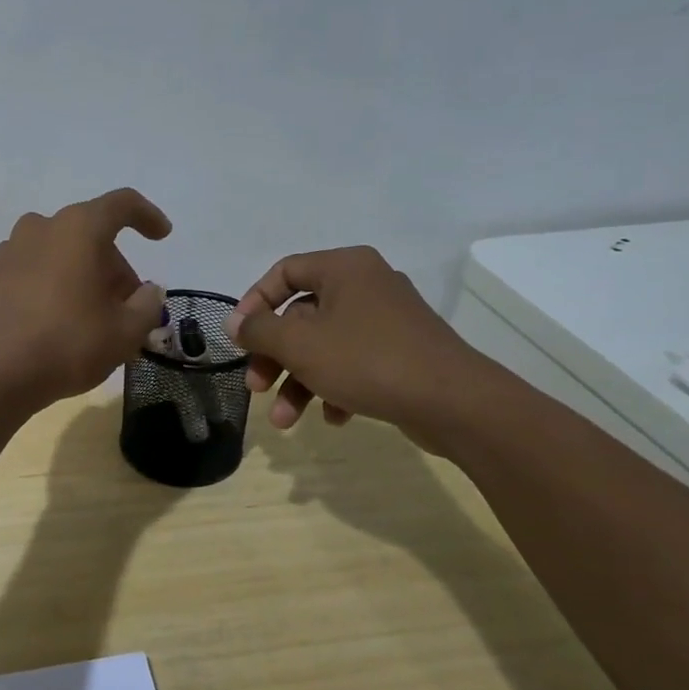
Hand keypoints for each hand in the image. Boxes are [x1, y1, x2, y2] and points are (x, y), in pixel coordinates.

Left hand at [0, 188, 171, 410]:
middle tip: (125, 308)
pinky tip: (50, 325)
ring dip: (78, 276)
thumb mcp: (125, 332)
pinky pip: (28, 274)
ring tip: (88, 318)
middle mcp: (39, 228)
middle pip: (88, 235)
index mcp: (78, 229)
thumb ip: (147, 305)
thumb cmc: (67, 344)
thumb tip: (148, 292)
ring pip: (56, 254)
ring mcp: (6, 252)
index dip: (147, 216)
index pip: (121, 205)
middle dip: (113, 267)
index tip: (161, 236)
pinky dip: (46, 289)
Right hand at [224, 246, 500, 448]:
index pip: (284, 272)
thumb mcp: (299, 344)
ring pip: (325, 345)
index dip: (254, 303)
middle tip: (256, 387)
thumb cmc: (367, 360)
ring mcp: (387, 320)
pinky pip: (354, 363)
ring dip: (298, 382)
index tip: (239, 337)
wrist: (454, 402)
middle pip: (301, 315)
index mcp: (344, 268)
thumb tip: (235, 323)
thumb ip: (259, 330)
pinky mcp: (402, 352)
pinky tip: (333, 418)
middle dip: (275, 357)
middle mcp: (366, 285)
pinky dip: (335, 387)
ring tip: (285, 421)